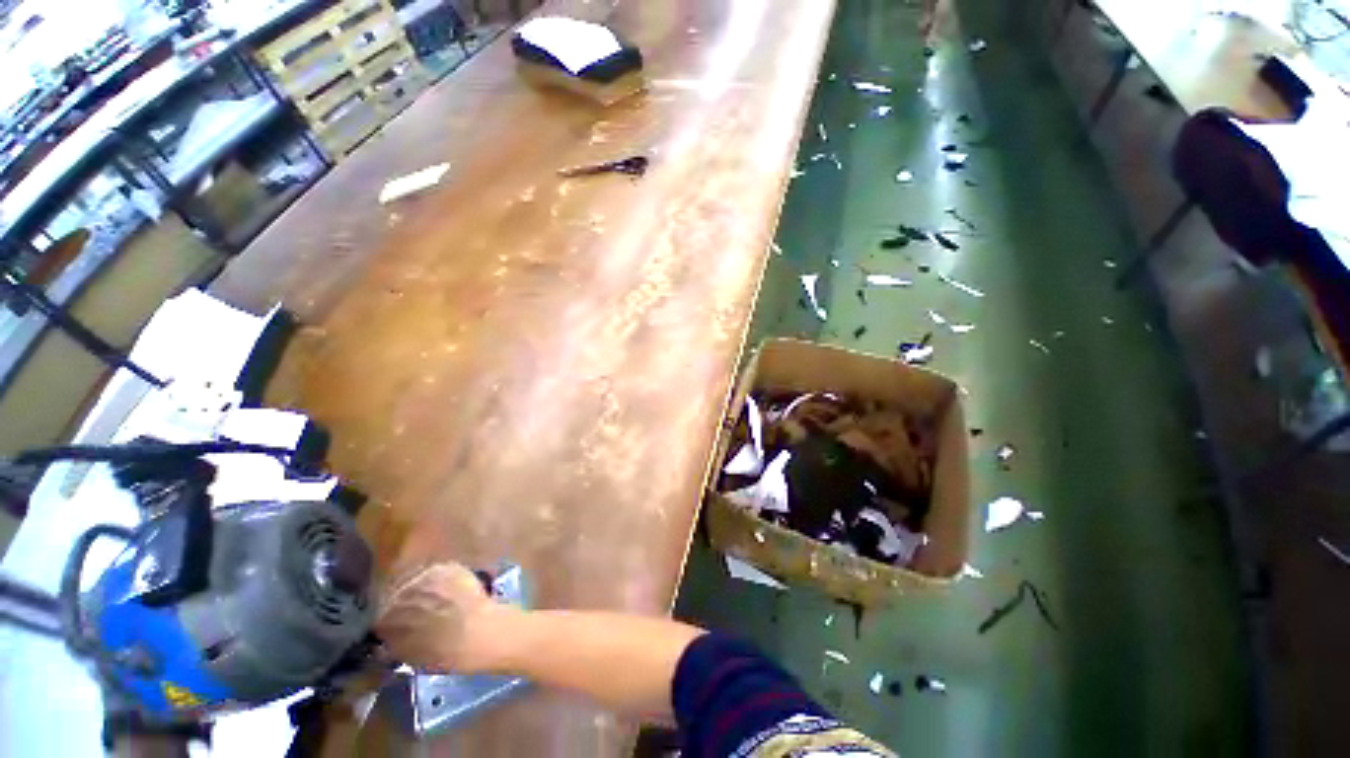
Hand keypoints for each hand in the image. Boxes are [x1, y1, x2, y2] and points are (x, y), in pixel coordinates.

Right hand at [377, 562, 510, 673]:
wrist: (473, 631)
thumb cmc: (441, 653)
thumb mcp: (408, 657)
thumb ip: (395, 643)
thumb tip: (392, 638)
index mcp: (384, 620)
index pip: (384, 618)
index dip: (397, 622)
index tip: (408, 626)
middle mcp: (398, 595)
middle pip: (401, 596)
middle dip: (412, 603)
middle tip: (428, 611)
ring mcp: (422, 578)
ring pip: (421, 583)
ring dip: (428, 590)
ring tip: (444, 599)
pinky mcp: (444, 567)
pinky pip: (441, 572)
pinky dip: (447, 579)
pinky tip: (457, 589)